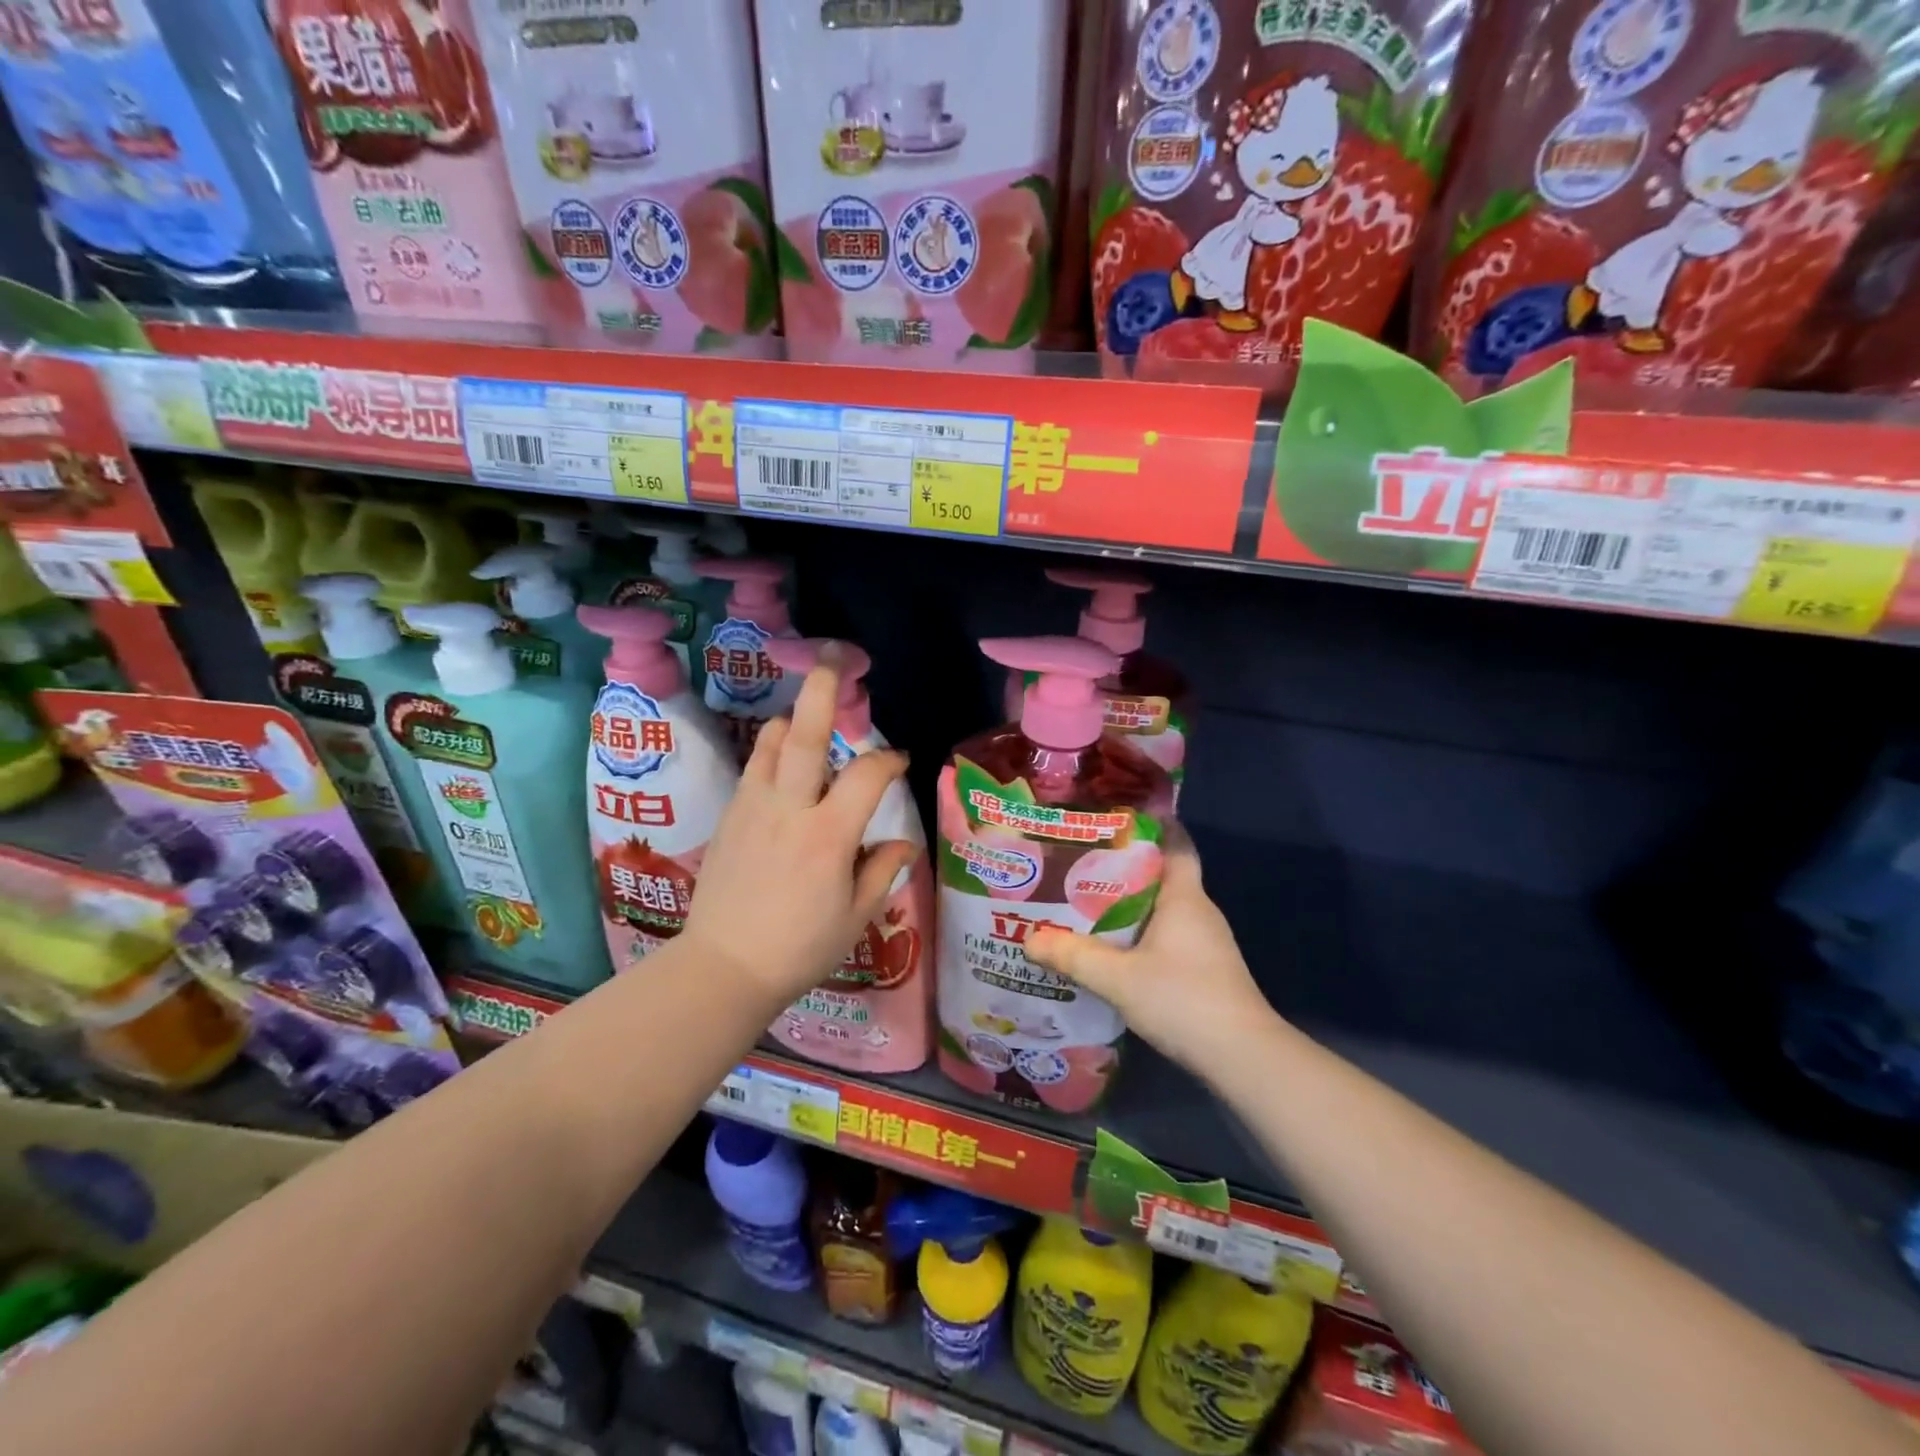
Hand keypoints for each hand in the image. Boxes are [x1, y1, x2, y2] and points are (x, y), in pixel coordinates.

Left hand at [681, 667, 916, 1008]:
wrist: (723, 968)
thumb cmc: (799, 949)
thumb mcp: (855, 917)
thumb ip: (882, 872)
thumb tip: (903, 844)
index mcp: (828, 836)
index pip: (866, 775)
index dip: (888, 759)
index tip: (900, 760)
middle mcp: (788, 810)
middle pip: (803, 735)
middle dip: (821, 691)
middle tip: (831, 657)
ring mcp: (752, 808)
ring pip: (769, 744)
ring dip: (790, 721)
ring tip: (805, 715)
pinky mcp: (729, 817)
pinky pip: (752, 768)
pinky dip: (770, 752)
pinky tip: (781, 764)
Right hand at [1025, 826, 1276, 1074]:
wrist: (1242, 1057)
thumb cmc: (1183, 999)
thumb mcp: (1118, 978)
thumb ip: (1073, 956)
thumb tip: (1029, 939)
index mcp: (1184, 897)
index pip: (1176, 844)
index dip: (1153, 826)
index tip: (1117, 818)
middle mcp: (1198, 911)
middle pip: (1161, 876)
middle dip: (1123, 868)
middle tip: (1079, 863)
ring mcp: (1205, 942)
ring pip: (1161, 909)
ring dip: (1128, 905)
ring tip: (1084, 904)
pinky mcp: (1204, 969)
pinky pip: (1166, 936)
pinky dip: (1138, 933)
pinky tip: (1111, 948)